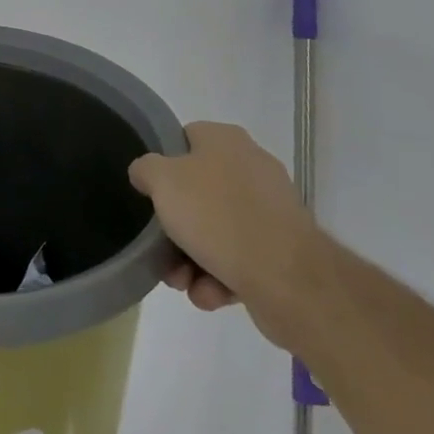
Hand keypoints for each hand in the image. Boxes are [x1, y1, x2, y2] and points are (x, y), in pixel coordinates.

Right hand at [129, 121, 324, 349]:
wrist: (287, 278)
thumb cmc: (216, 215)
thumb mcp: (162, 181)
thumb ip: (146, 168)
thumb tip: (146, 172)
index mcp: (225, 140)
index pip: (185, 139)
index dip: (162, 164)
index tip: (149, 192)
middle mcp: (251, 167)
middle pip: (197, 192)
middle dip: (175, 227)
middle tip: (160, 249)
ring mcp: (270, 210)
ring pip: (216, 230)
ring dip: (192, 259)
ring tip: (183, 283)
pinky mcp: (282, 250)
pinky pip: (239, 258)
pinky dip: (220, 277)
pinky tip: (210, 294)